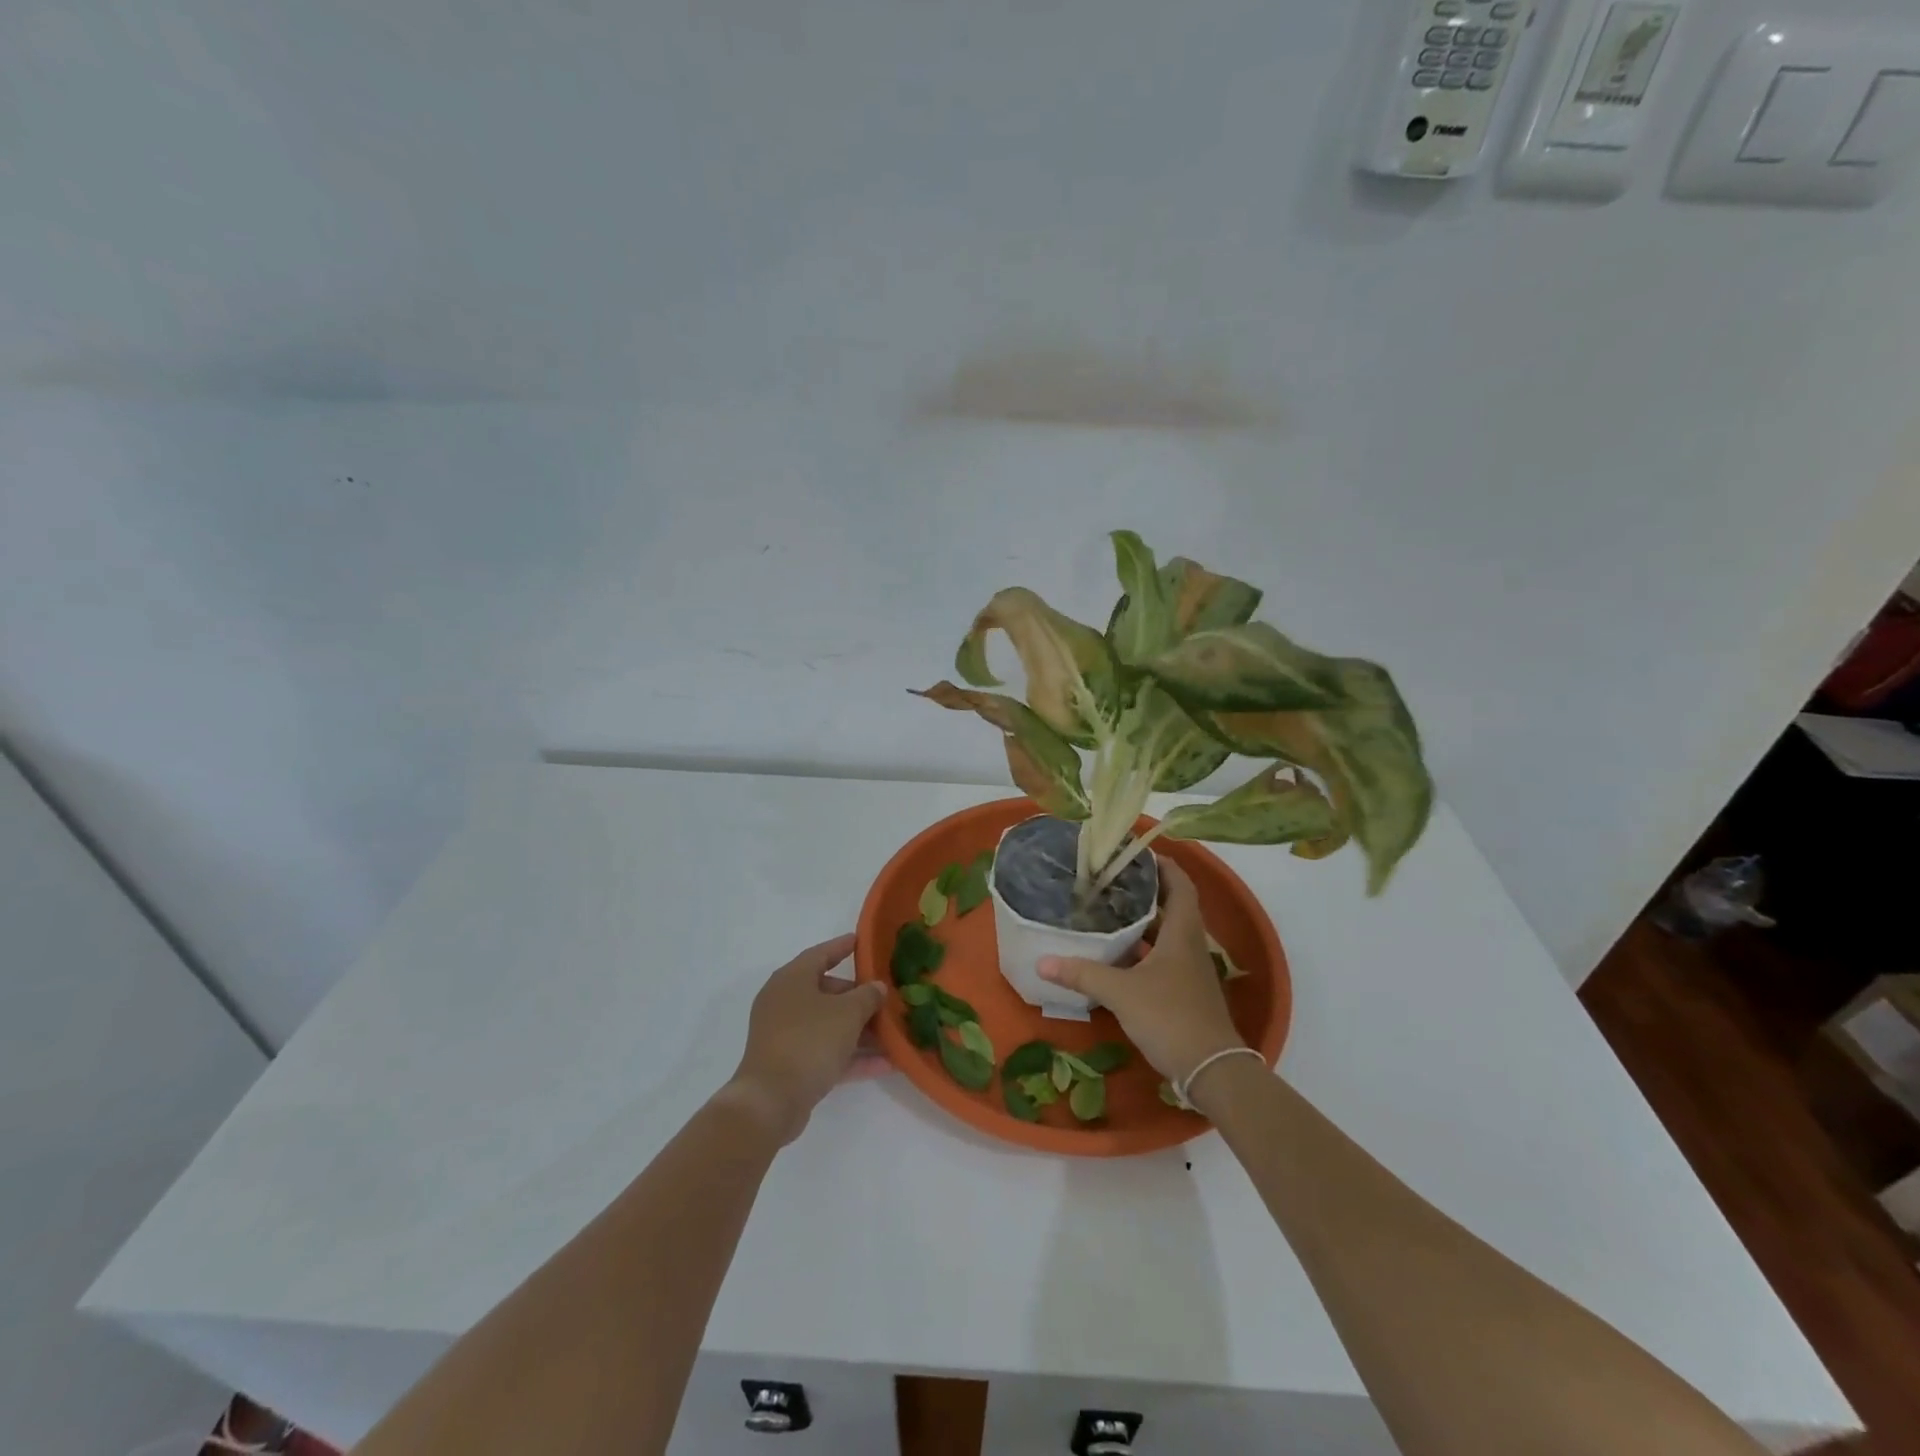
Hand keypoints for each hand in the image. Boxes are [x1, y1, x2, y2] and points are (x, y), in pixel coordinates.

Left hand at [724, 934, 886, 1144]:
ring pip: (829, 1025)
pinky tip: (886, 1064)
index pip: (821, 954)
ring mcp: (785, 1035)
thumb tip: (877, 987)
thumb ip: (867, 996)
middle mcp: (785, 1002)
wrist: (771, 1101)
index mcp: (792, 979)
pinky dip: (852, 1056)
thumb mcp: (847, 1013)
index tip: (862, 942)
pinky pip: (827, 1053)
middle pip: (827, 992)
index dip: (842, 947)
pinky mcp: (790, 1066)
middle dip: (858, 997)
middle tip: (885, 999)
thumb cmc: (809, 1041)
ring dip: (860, 1030)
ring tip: (892, 1034)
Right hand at [1037, 859, 1246, 1087]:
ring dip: (1144, 922)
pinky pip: (1163, 959)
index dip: (1165, 865)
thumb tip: (1042, 961)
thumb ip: (1083, 974)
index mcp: (1182, 933)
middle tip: (1112, 880)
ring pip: (1167, 935)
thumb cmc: (1170, 1017)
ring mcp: (1189, 971)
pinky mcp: (1184, 992)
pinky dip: (1143, 951)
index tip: (1138, 853)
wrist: (1211, 1069)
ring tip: (1109, 911)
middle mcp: (1190, 946)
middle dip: (1147, 891)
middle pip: (1173, 907)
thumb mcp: (1121, 992)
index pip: (1181, 885)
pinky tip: (1117, 956)